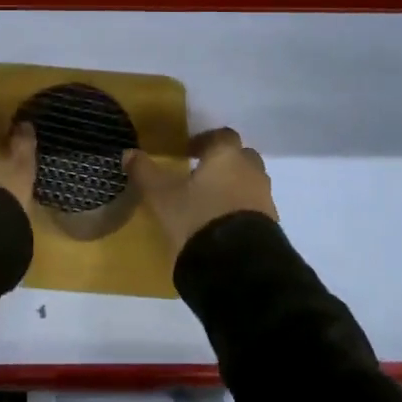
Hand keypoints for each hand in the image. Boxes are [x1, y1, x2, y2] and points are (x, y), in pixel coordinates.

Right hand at [127, 127, 277, 253]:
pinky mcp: (272, 224)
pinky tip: (223, 223)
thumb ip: (145, 172)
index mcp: (226, 155)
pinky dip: (241, 208)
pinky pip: (255, 206)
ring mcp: (264, 197)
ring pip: (249, 181)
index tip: (187, 152)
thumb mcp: (162, 195)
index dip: (204, 141)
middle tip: (201, 175)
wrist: (238, 265)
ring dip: (234, 185)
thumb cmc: (197, 217)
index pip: (221, 136)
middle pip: (240, 156)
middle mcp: (250, 170)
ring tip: (210, 202)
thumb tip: (129, 153)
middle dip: (223, 162)